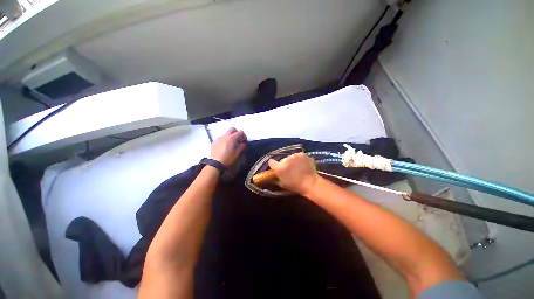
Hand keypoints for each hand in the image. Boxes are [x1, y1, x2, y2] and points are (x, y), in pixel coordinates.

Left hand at [211, 128, 246, 166]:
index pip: (240, 132)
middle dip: (237, 133)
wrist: (215, 164)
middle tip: (239, 140)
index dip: (244, 136)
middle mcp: (224, 136)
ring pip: (226, 134)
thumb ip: (242, 146)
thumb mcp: (237, 153)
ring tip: (232, 144)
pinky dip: (225, 140)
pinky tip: (226, 147)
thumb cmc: (228, 159)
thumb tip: (244, 143)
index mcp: (231, 138)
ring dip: (231, 137)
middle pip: (232, 129)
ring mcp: (218, 139)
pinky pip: (221, 138)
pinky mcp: (214, 143)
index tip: (244, 141)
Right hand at [268, 153, 319, 194]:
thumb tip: (273, 174)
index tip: (276, 167)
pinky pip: (299, 156)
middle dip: (285, 163)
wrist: (311, 183)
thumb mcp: (282, 184)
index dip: (274, 165)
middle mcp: (285, 159)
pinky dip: (300, 160)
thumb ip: (276, 177)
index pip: (271, 162)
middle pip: (283, 160)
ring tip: (298, 167)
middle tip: (290, 170)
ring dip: (293, 161)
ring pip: (291, 157)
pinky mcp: (303, 154)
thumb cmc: (295, 186)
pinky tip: (304, 165)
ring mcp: (295, 155)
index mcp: (279, 167)